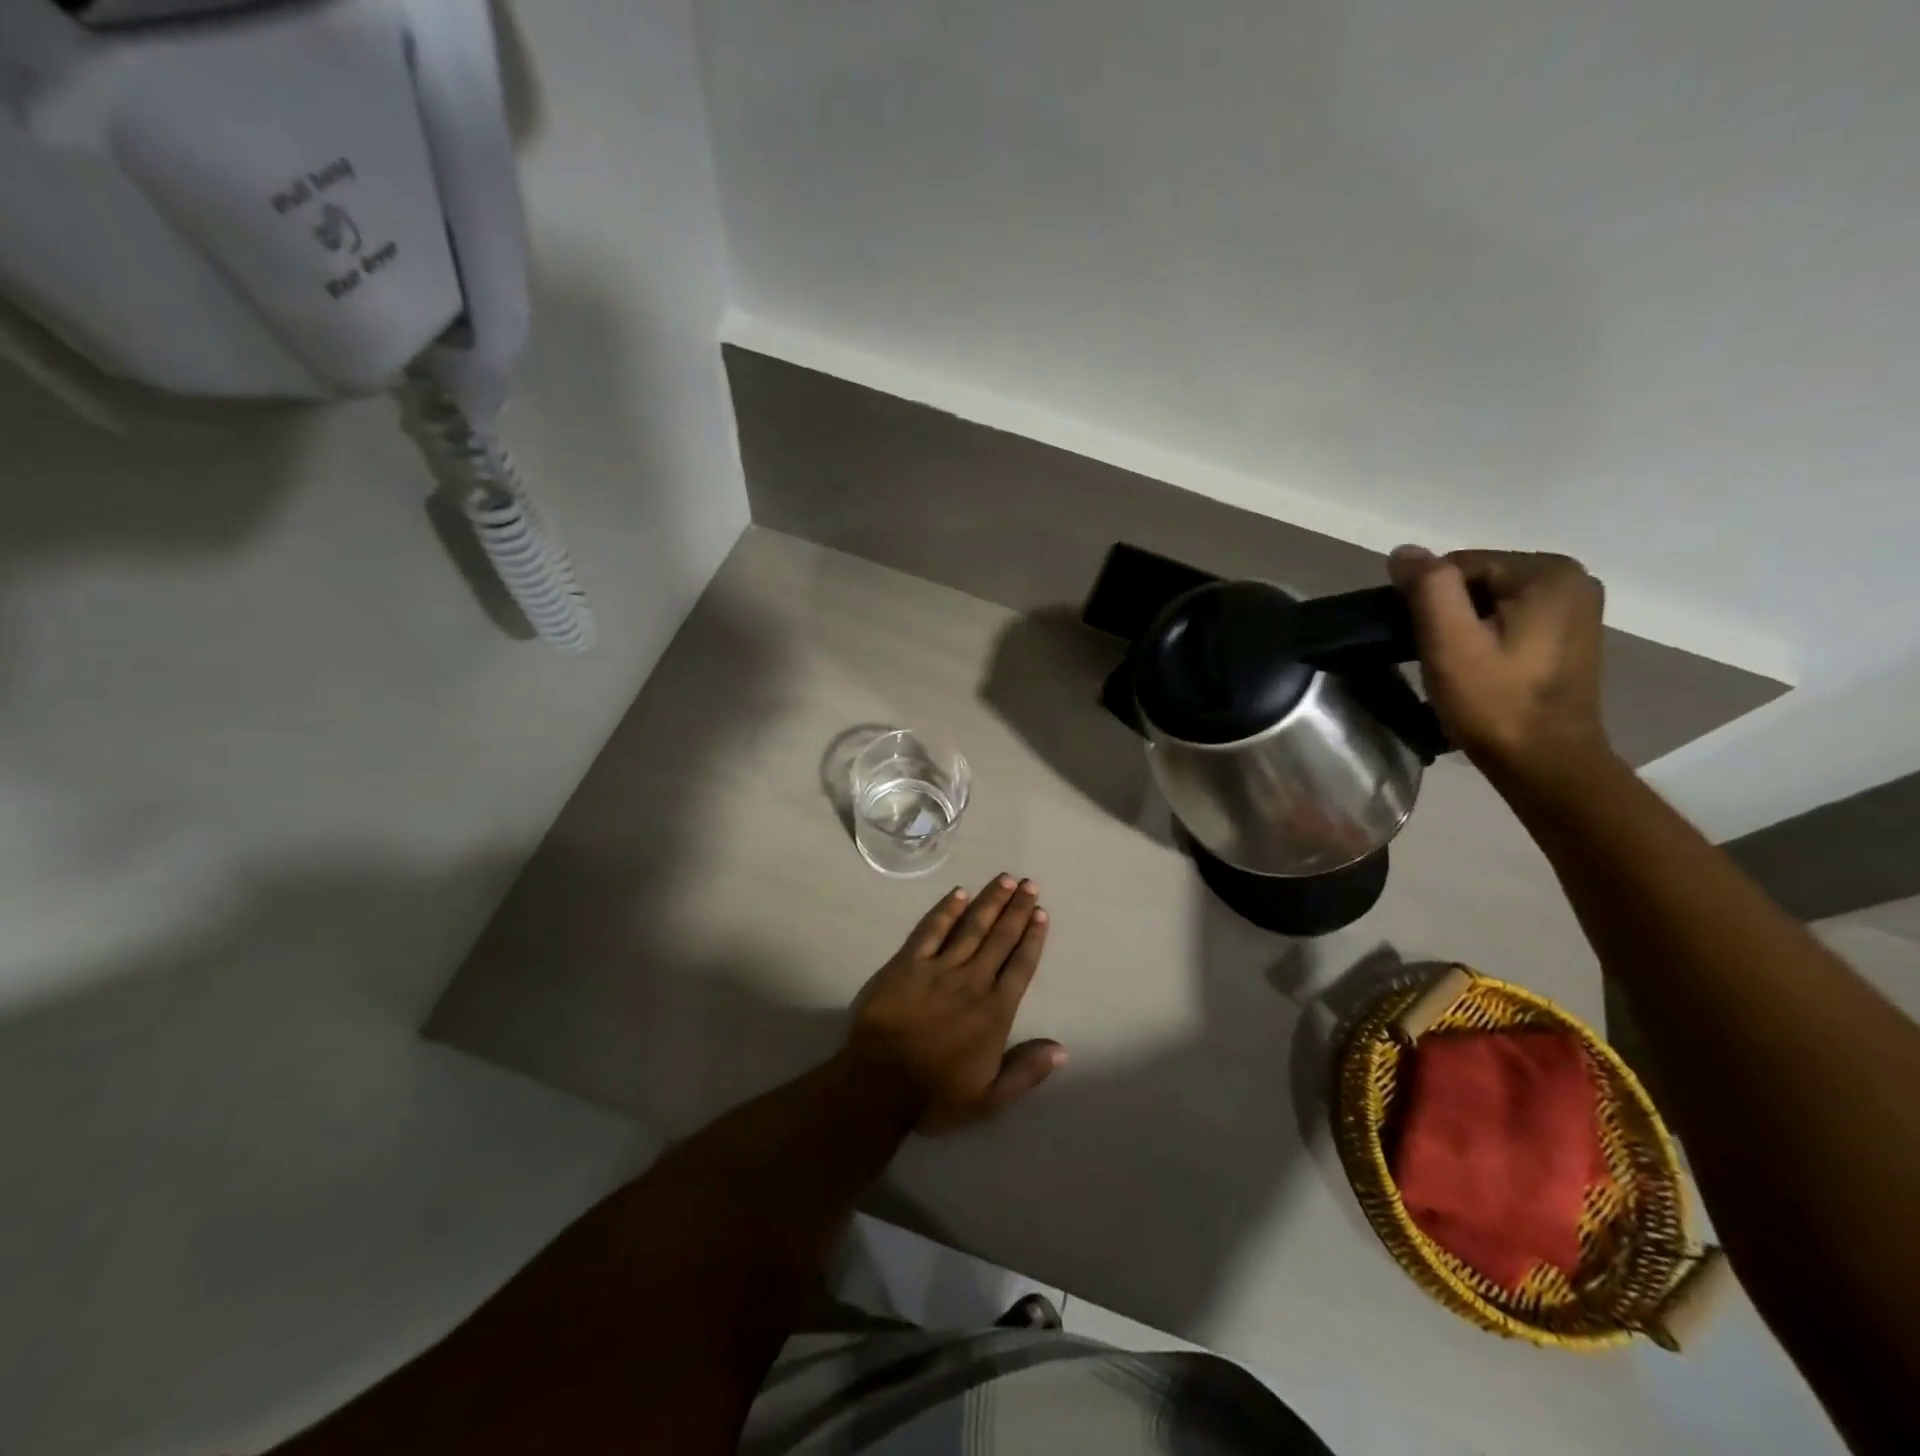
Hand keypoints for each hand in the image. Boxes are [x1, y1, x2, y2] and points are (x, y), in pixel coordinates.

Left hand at [847, 874, 1065, 1134]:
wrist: (878, 1086)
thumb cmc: (935, 1095)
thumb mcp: (990, 1098)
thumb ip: (1026, 1071)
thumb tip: (1061, 1049)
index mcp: (994, 1012)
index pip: (1020, 966)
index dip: (1032, 938)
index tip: (1042, 914)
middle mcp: (972, 982)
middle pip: (1000, 939)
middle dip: (1017, 910)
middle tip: (1029, 884)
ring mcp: (939, 969)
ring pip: (971, 928)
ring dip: (990, 902)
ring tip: (1005, 879)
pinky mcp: (908, 964)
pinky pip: (931, 930)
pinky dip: (946, 911)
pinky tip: (959, 894)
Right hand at [1388, 546, 1612, 788]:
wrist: (1545, 762)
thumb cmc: (1494, 702)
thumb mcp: (1449, 643)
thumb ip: (1428, 588)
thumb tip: (1404, 551)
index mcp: (1547, 572)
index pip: (1458, 565)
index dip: (1429, 602)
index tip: (1427, 643)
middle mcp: (1572, 578)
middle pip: (1477, 581)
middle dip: (1449, 614)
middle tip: (1441, 658)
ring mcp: (1576, 607)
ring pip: (1490, 601)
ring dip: (1465, 627)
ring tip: (1459, 666)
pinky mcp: (1570, 633)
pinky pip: (1511, 618)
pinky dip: (1487, 636)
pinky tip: (1483, 668)